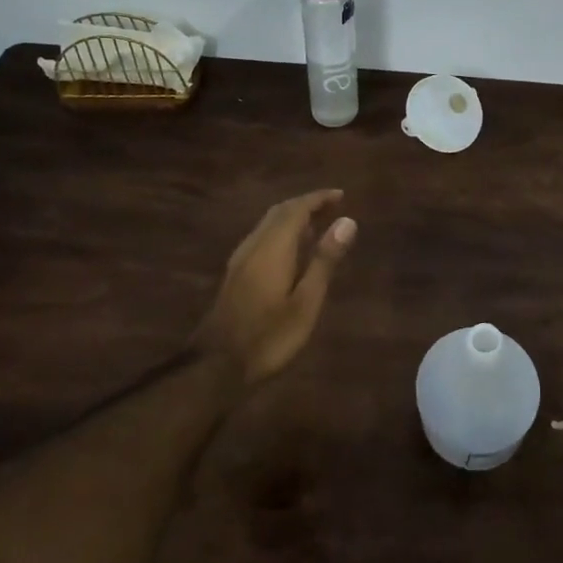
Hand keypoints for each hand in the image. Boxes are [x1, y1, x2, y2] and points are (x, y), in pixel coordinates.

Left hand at [194, 190, 356, 387]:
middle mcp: (254, 246)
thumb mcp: (306, 302)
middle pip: (279, 212)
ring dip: (292, 218)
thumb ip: (324, 260)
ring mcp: (240, 261)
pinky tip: (291, 252)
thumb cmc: (268, 337)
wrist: (215, 368)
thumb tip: (346, 222)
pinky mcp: (235, 276)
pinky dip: (281, 233)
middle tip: (332, 207)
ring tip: (317, 225)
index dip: (318, 198)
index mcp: (273, 248)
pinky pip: (261, 239)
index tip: (341, 195)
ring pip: (267, 225)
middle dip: (305, 205)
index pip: (296, 209)